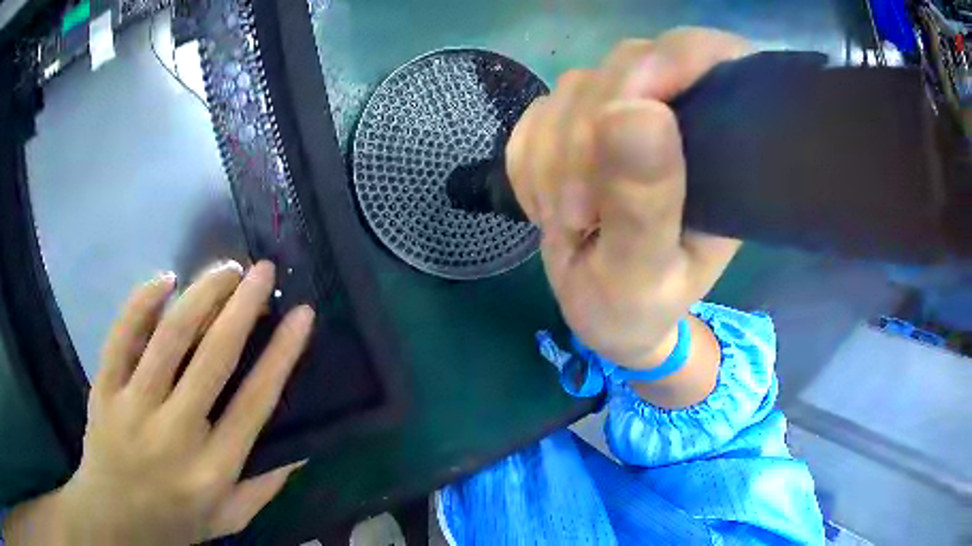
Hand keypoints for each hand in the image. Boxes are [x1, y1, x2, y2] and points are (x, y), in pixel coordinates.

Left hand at [4, 261, 314, 544]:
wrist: (114, 518)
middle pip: (212, 357)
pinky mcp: (104, 389)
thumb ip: (264, 488)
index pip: (254, 403)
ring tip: (225, 269)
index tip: (301, 314)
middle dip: (243, 306)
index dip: (281, 354)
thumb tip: (301, 449)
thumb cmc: (175, 522)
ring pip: (169, 337)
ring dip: (200, 294)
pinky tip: (165, 279)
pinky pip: (121, 335)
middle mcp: (175, 434)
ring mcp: (133, 407)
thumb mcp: (229, 519)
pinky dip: (142, 302)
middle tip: (263, 271)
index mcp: (212, 470)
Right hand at [507, 28, 749, 370]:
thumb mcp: (643, 277)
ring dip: (552, 158)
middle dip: (586, 139)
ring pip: (575, 89)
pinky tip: (547, 205)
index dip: (672, 60)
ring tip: (566, 222)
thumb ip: (645, 205)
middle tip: (578, 216)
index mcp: (724, 150)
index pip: (712, 59)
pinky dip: (529, 161)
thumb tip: (635, 111)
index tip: (625, 107)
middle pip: (627, 66)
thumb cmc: (638, 309)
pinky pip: (539, 113)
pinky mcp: (579, 123)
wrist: (602, 313)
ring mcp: (625, 114)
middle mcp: (679, 117)